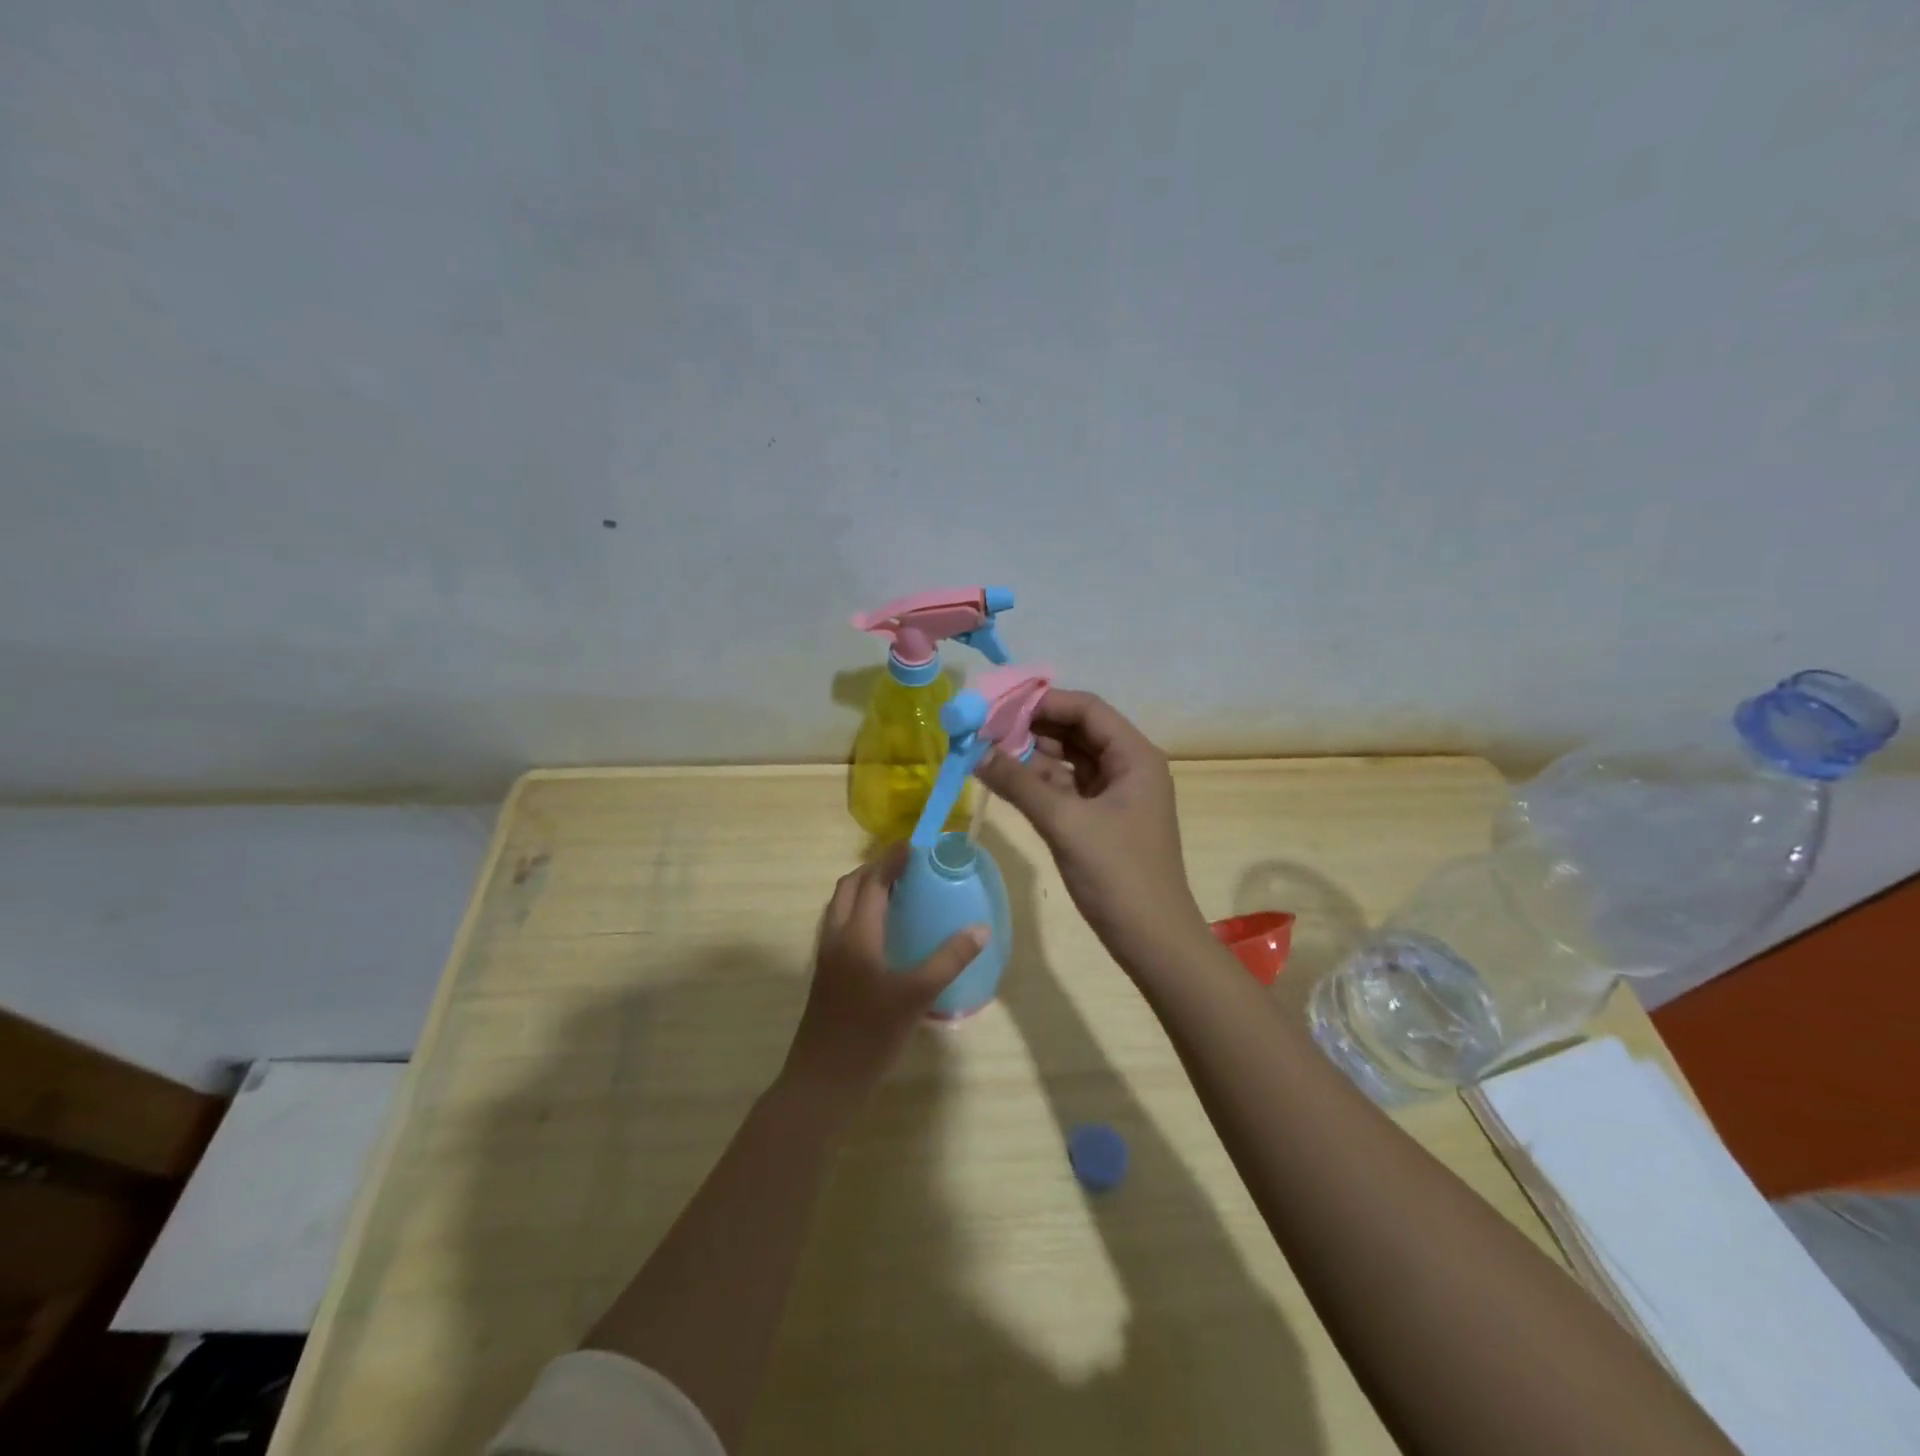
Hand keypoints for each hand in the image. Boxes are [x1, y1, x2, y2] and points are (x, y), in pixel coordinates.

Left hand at [778, 845, 986, 1116]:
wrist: (823, 1083)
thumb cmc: (870, 1036)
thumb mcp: (916, 997)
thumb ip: (948, 960)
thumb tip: (980, 929)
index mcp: (856, 935)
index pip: (873, 882)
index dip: (892, 860)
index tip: (914, 844)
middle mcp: (836, 937)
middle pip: (849, 887)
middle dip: (874, 869)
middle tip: (906, 867)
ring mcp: (826, 957)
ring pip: (840, 906)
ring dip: (863, 889)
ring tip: (895, 891)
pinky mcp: (825, 975)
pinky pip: (839, 925)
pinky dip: (857, 911)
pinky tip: (880, 932)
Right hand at [978, 689, 1207, 973]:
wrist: (1152, 940)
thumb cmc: (1118, 875)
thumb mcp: (1065, 823)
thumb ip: (1019, 784)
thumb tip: (975, 752)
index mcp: (1134, 756)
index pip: (1087, 709)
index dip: (1043, 702)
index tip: (999, 706)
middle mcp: (1128, 766)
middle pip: (1077, 731)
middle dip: (1033, 727)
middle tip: (986, 729)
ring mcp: (1116, 794)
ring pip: (1070, 759)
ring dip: (1033, 755)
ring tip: (988, 751)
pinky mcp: (1103, 819)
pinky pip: (1068, 787)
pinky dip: (1039, 782)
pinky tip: (1006, 780)